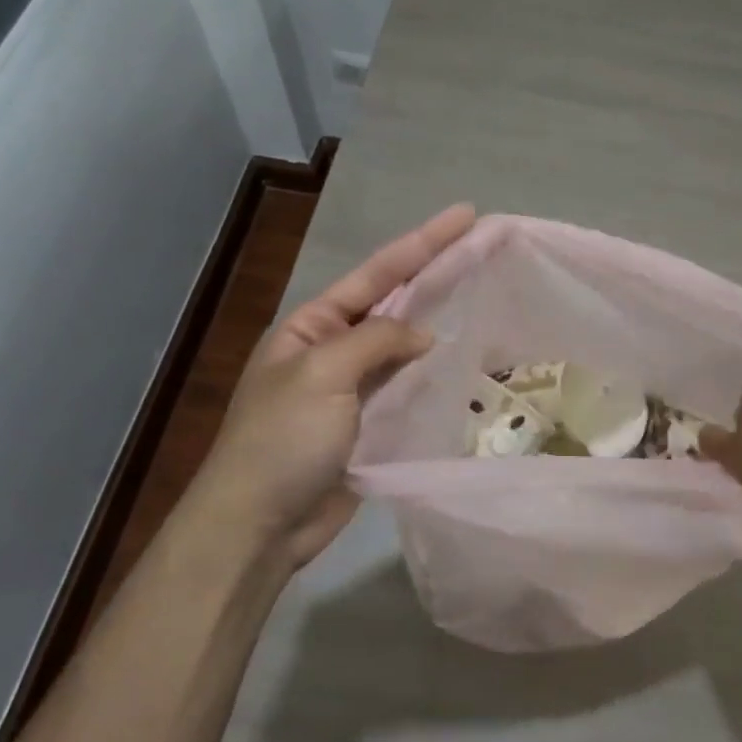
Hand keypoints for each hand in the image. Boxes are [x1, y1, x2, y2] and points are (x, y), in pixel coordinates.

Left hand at [186, 203, 475, 570]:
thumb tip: (422, 335)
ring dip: (439, 323)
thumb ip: (376, 341)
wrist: (258, 524)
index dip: (422, 243)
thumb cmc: (282, 439)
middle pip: (393, 303)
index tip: (464, 216)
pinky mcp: (369, 426)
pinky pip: (406, 389)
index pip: (376, 274)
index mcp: (311, 326)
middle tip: (483, 249)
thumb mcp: (323, 374)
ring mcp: (352, 390)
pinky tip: (463, 362)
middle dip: (435, 275)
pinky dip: (433, 375)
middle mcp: (332, 350)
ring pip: (403, 347)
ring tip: (482, 296)